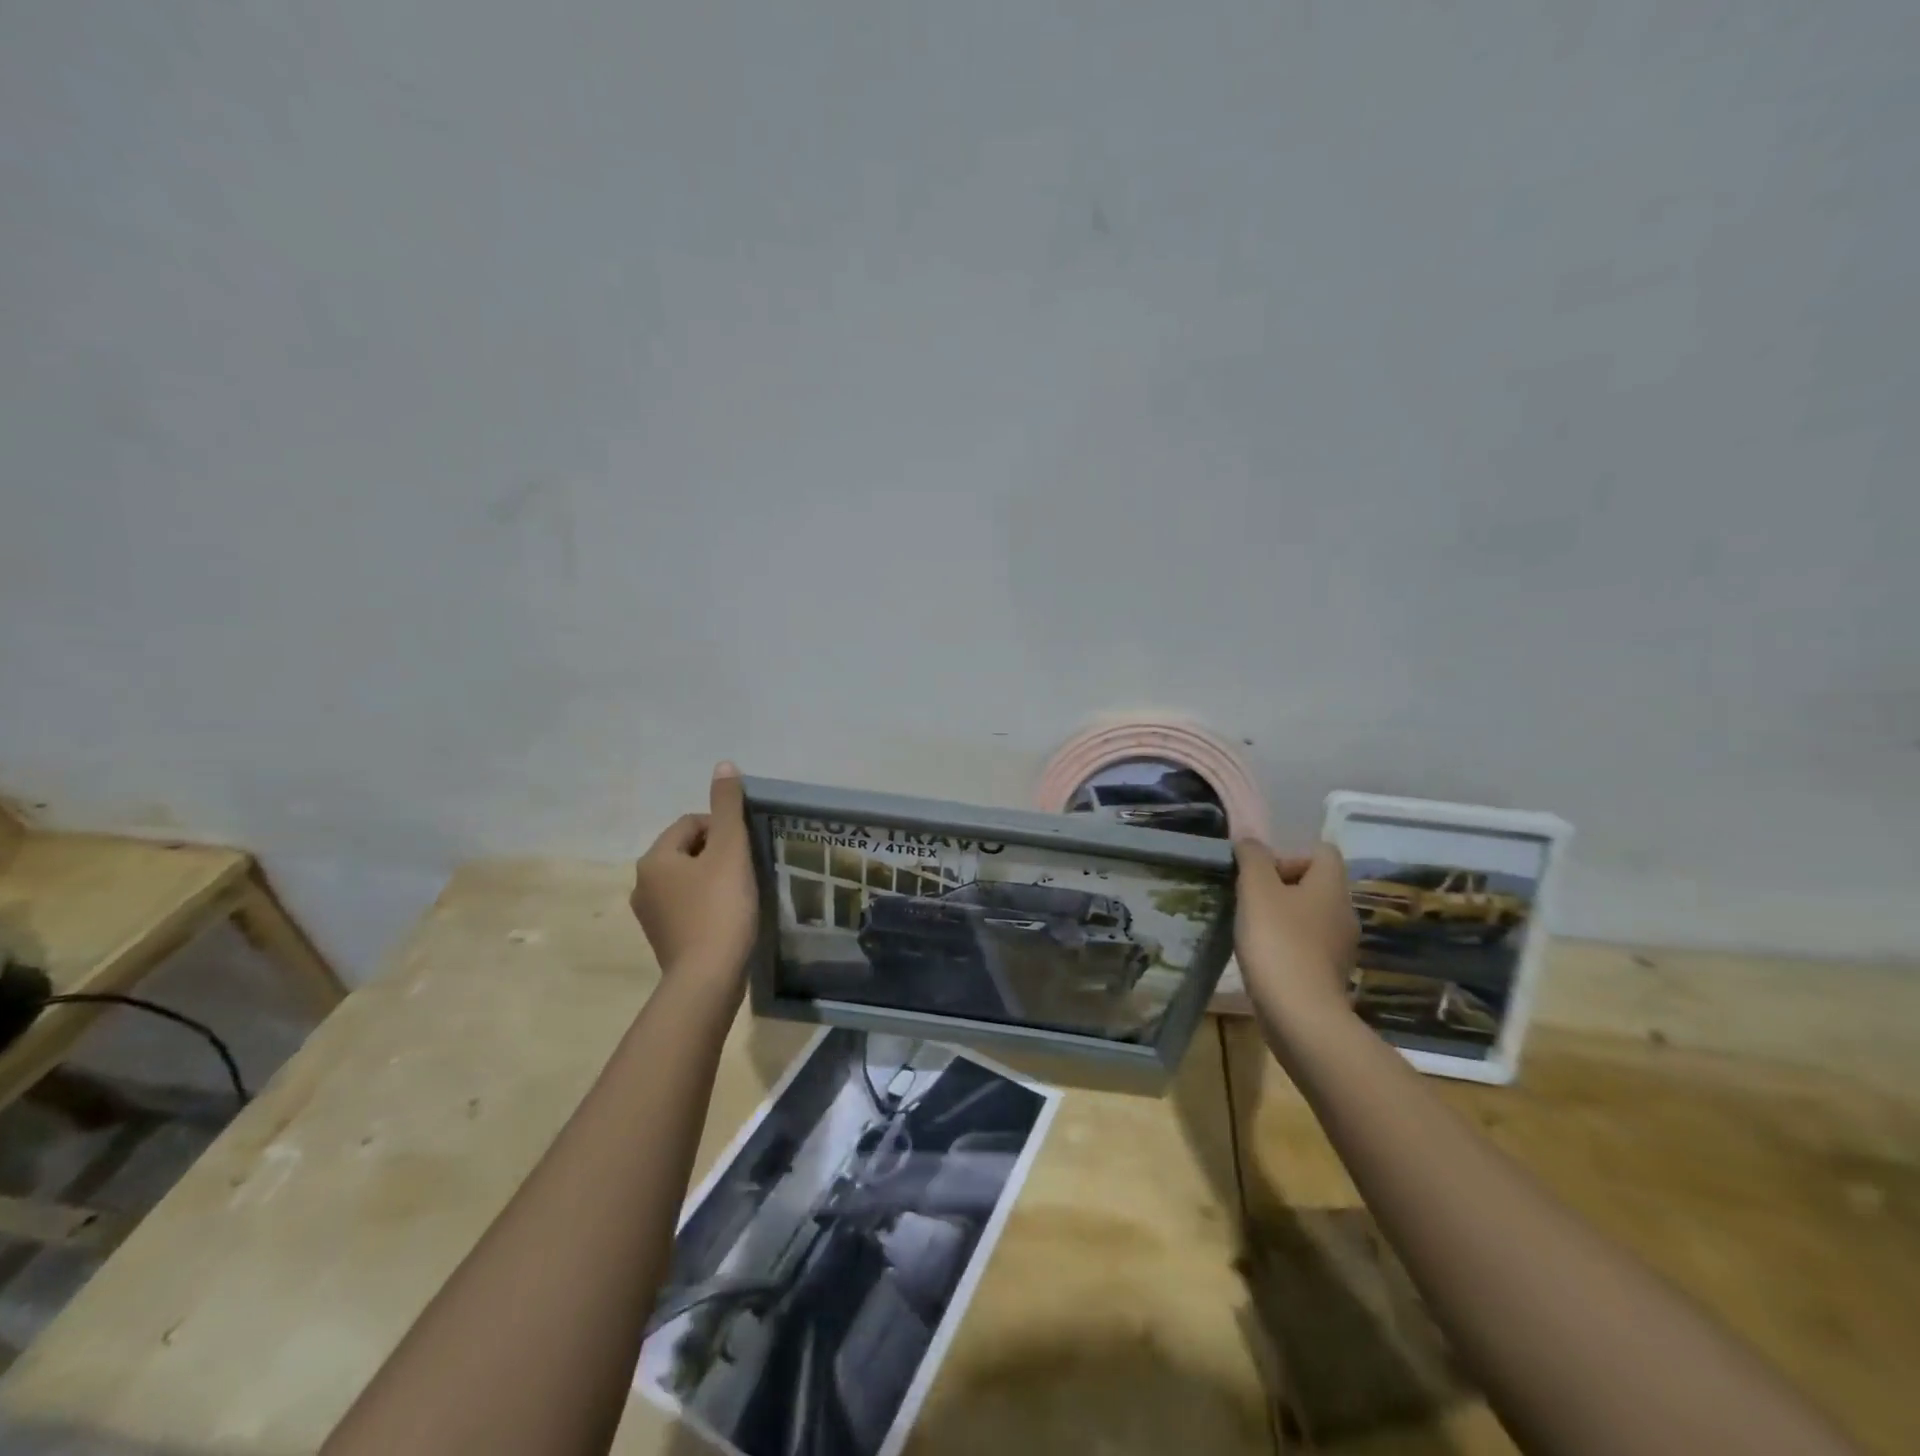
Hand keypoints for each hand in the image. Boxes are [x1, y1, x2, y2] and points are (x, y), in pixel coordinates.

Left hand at [631, 763, 758, 981]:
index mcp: (654, 858)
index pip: (691, 824)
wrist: (707, 980)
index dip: (724, 831)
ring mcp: (650, 916)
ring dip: (714, 881)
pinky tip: (729, 919)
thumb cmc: (720, 909)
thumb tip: (724, 765)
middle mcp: (642, 884)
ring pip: (689, 881)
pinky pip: (688, 908)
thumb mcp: (730, 851)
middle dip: (719, 856)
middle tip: (747, 872)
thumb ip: (728, 807)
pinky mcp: (664, 940)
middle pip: (689, 852)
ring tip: (741, 895)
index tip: (746, 851)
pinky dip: (708, 906)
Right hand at [1233, 839, 1358, 1017]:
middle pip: (1315, 883)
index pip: (1322, 851)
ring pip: (1310, 915)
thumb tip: (1250, 841)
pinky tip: (1264, 957)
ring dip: (1282, 916)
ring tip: (1252, 928)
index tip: (1262, 873)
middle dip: (1281, 886)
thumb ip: (1252, 858)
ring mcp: (1340, 946)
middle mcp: (1344, 912)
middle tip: (1250, 899)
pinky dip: (1287, 944)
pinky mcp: (1329, 973)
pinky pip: (1308, 944)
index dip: (1290, 853)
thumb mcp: (1256, 889)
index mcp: (1331, 887)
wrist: (1300, 1014)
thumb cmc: (1278, 942)